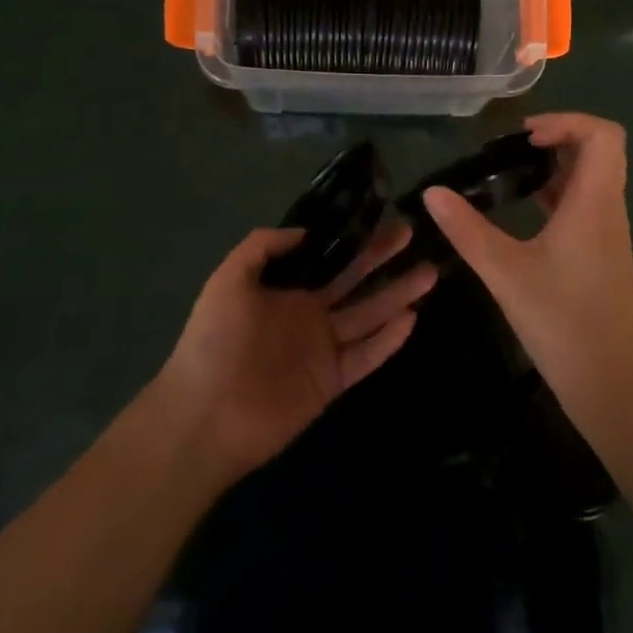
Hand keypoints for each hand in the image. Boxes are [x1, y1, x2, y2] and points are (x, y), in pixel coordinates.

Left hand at [156, 219, 436, 487]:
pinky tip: (412, 318)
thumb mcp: (228, 279)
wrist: (204, 416)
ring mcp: (323, 348)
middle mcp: (310, 313)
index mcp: (288, 289)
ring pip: (369, 315)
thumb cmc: (213, 341)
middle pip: (355, 280)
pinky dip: (389, 340)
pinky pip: (366, 356)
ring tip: (429, 272)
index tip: (382, 216)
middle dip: (383, 258)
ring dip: (398, 294)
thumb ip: (262, 246)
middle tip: (412, 234)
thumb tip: (307, 232)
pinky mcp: (331, 382)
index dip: (355, 239)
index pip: (330, 257)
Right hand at [422, 113, 632, 430]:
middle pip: (600, 149)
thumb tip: (432, 193)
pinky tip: (525, 208)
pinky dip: (558, 191)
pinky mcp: (602, 252)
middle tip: (516, 147)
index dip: (567, 121)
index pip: (604, 135)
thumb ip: (466, 230)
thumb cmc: (562, 322)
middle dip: (559, 136)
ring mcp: (608, 232)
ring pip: (593, 176)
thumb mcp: (504, 272)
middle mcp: (608, 208)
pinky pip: (586, 202)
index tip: (526, 136)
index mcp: (594, 202)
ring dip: (557, 164)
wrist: (610, 385)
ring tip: (512, 171)